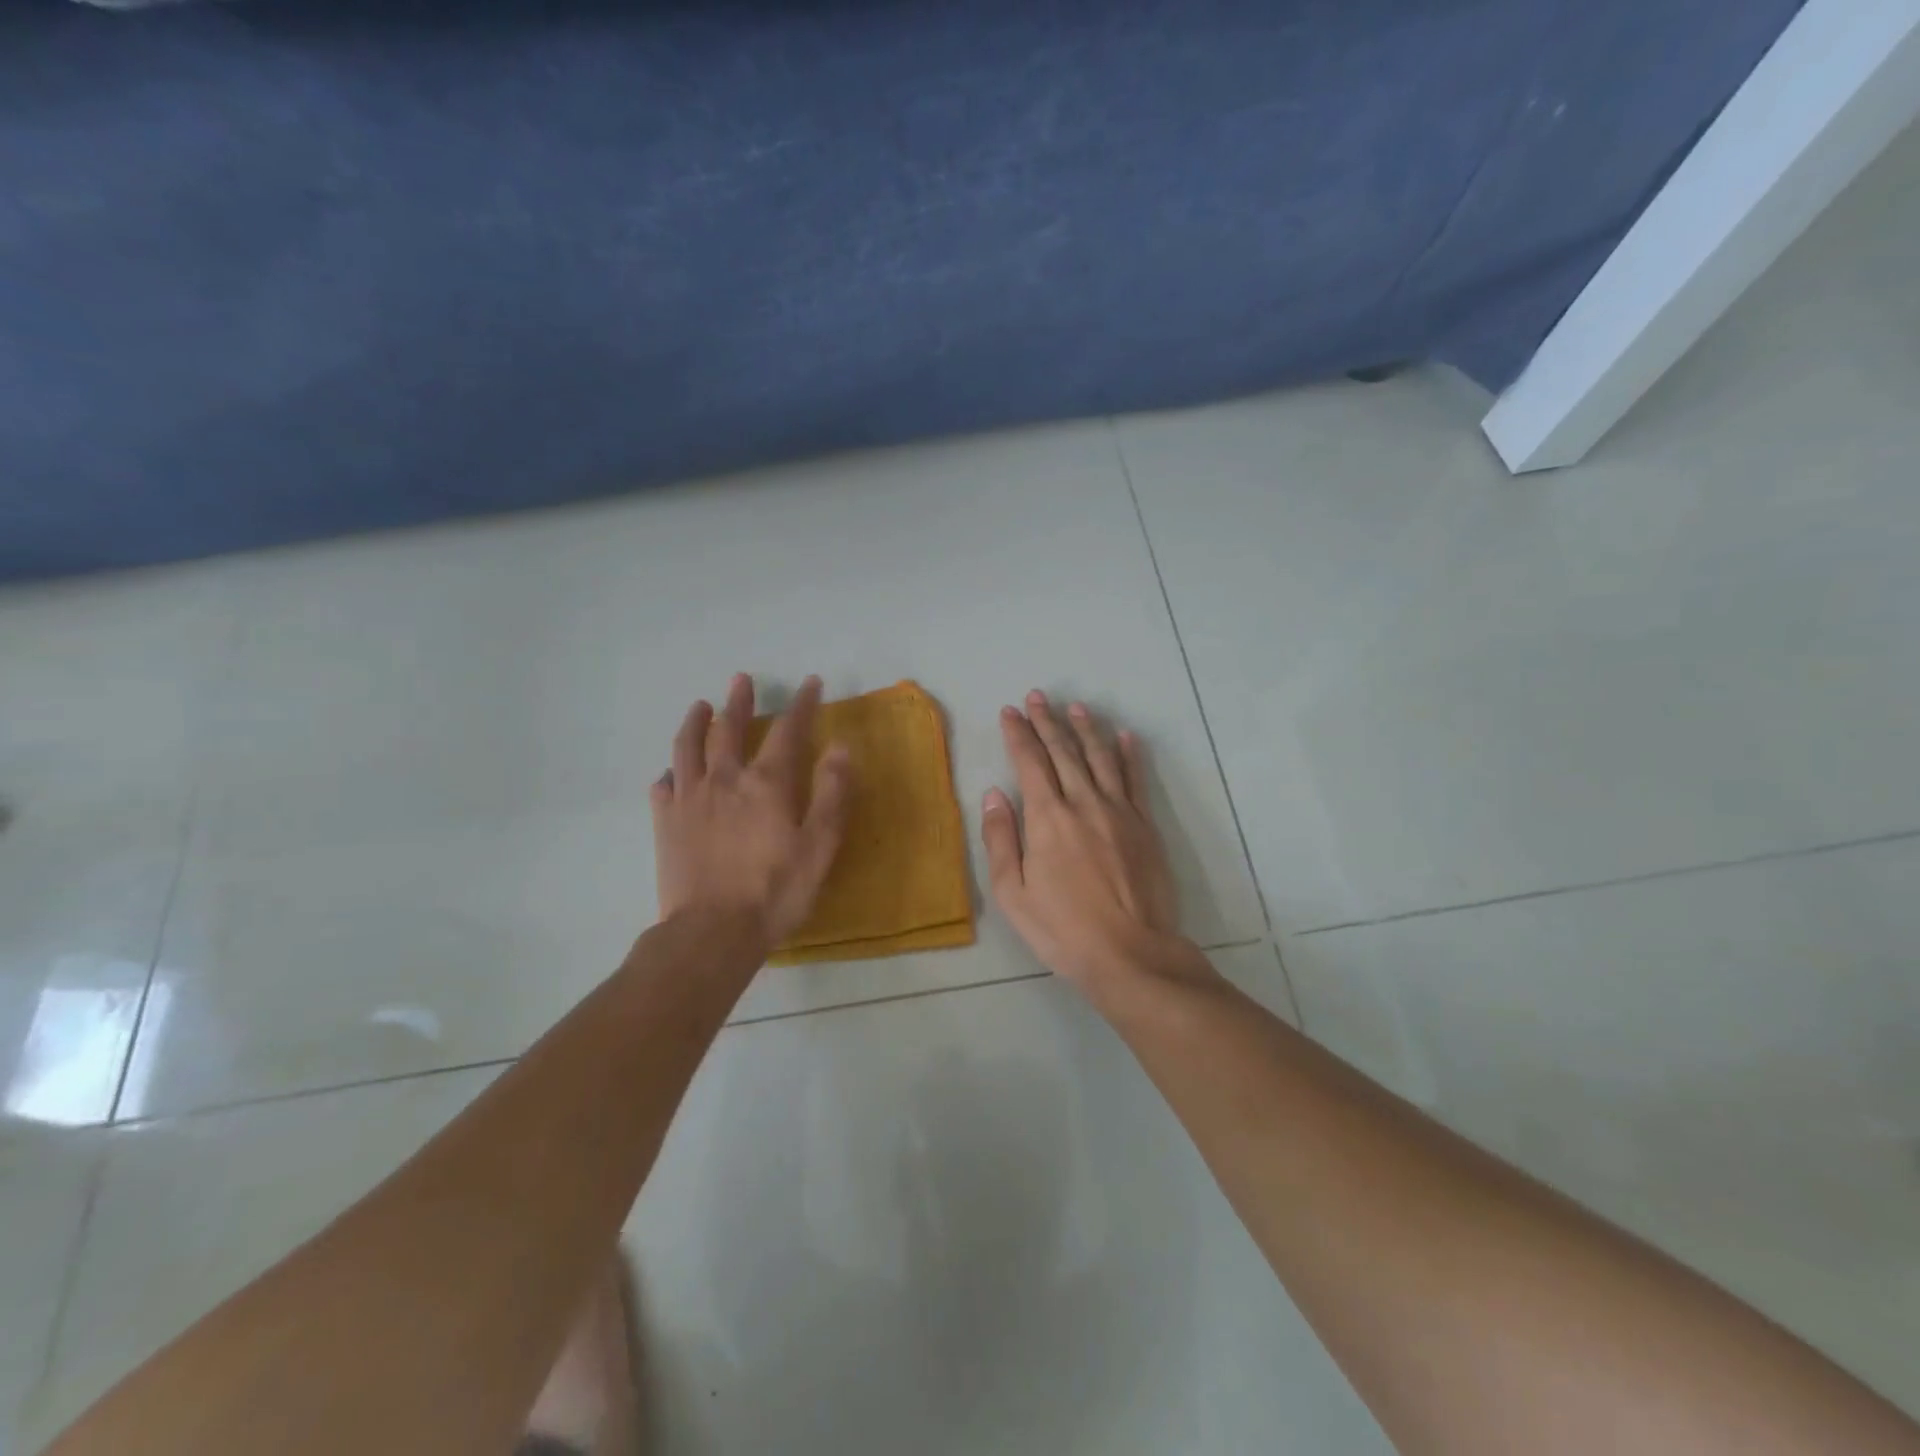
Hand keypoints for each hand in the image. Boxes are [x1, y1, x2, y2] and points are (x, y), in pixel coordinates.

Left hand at [650, 674, 851, 948]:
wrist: (712, 932)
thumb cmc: (775, 891)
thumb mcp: (819, 845)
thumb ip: (832, 793)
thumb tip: (841, 747)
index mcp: (766, 784)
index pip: (787, 731)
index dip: (802, 704)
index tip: (811, 683)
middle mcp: (725, 780)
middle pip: (729, 730)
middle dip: (738, 701)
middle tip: (741, 680)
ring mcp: (689, 800)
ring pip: (688, 748)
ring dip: (695, 723)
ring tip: (700, 706)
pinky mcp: (665, 824)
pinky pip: (663, 788)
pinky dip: (669, 773)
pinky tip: (671, 773)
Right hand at [981, 691, 1193, 992]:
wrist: (1131, 953)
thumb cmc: (1062, 929)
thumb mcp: (1012, 893)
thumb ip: (1001, 839)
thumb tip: (994, 794)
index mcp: (1047, 817)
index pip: (1030, 761)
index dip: (1018, 733)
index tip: (1010, 711)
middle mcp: (1083, 802)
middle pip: (1063, 751)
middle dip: (1048, 721)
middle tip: (1038, 696)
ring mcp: (1119, 811)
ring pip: (1100, 757)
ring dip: (1086, 729)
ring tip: (1076, 707)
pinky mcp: (1145, 825)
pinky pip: (1136, 779)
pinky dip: (1129, 754)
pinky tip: (1124, 736)